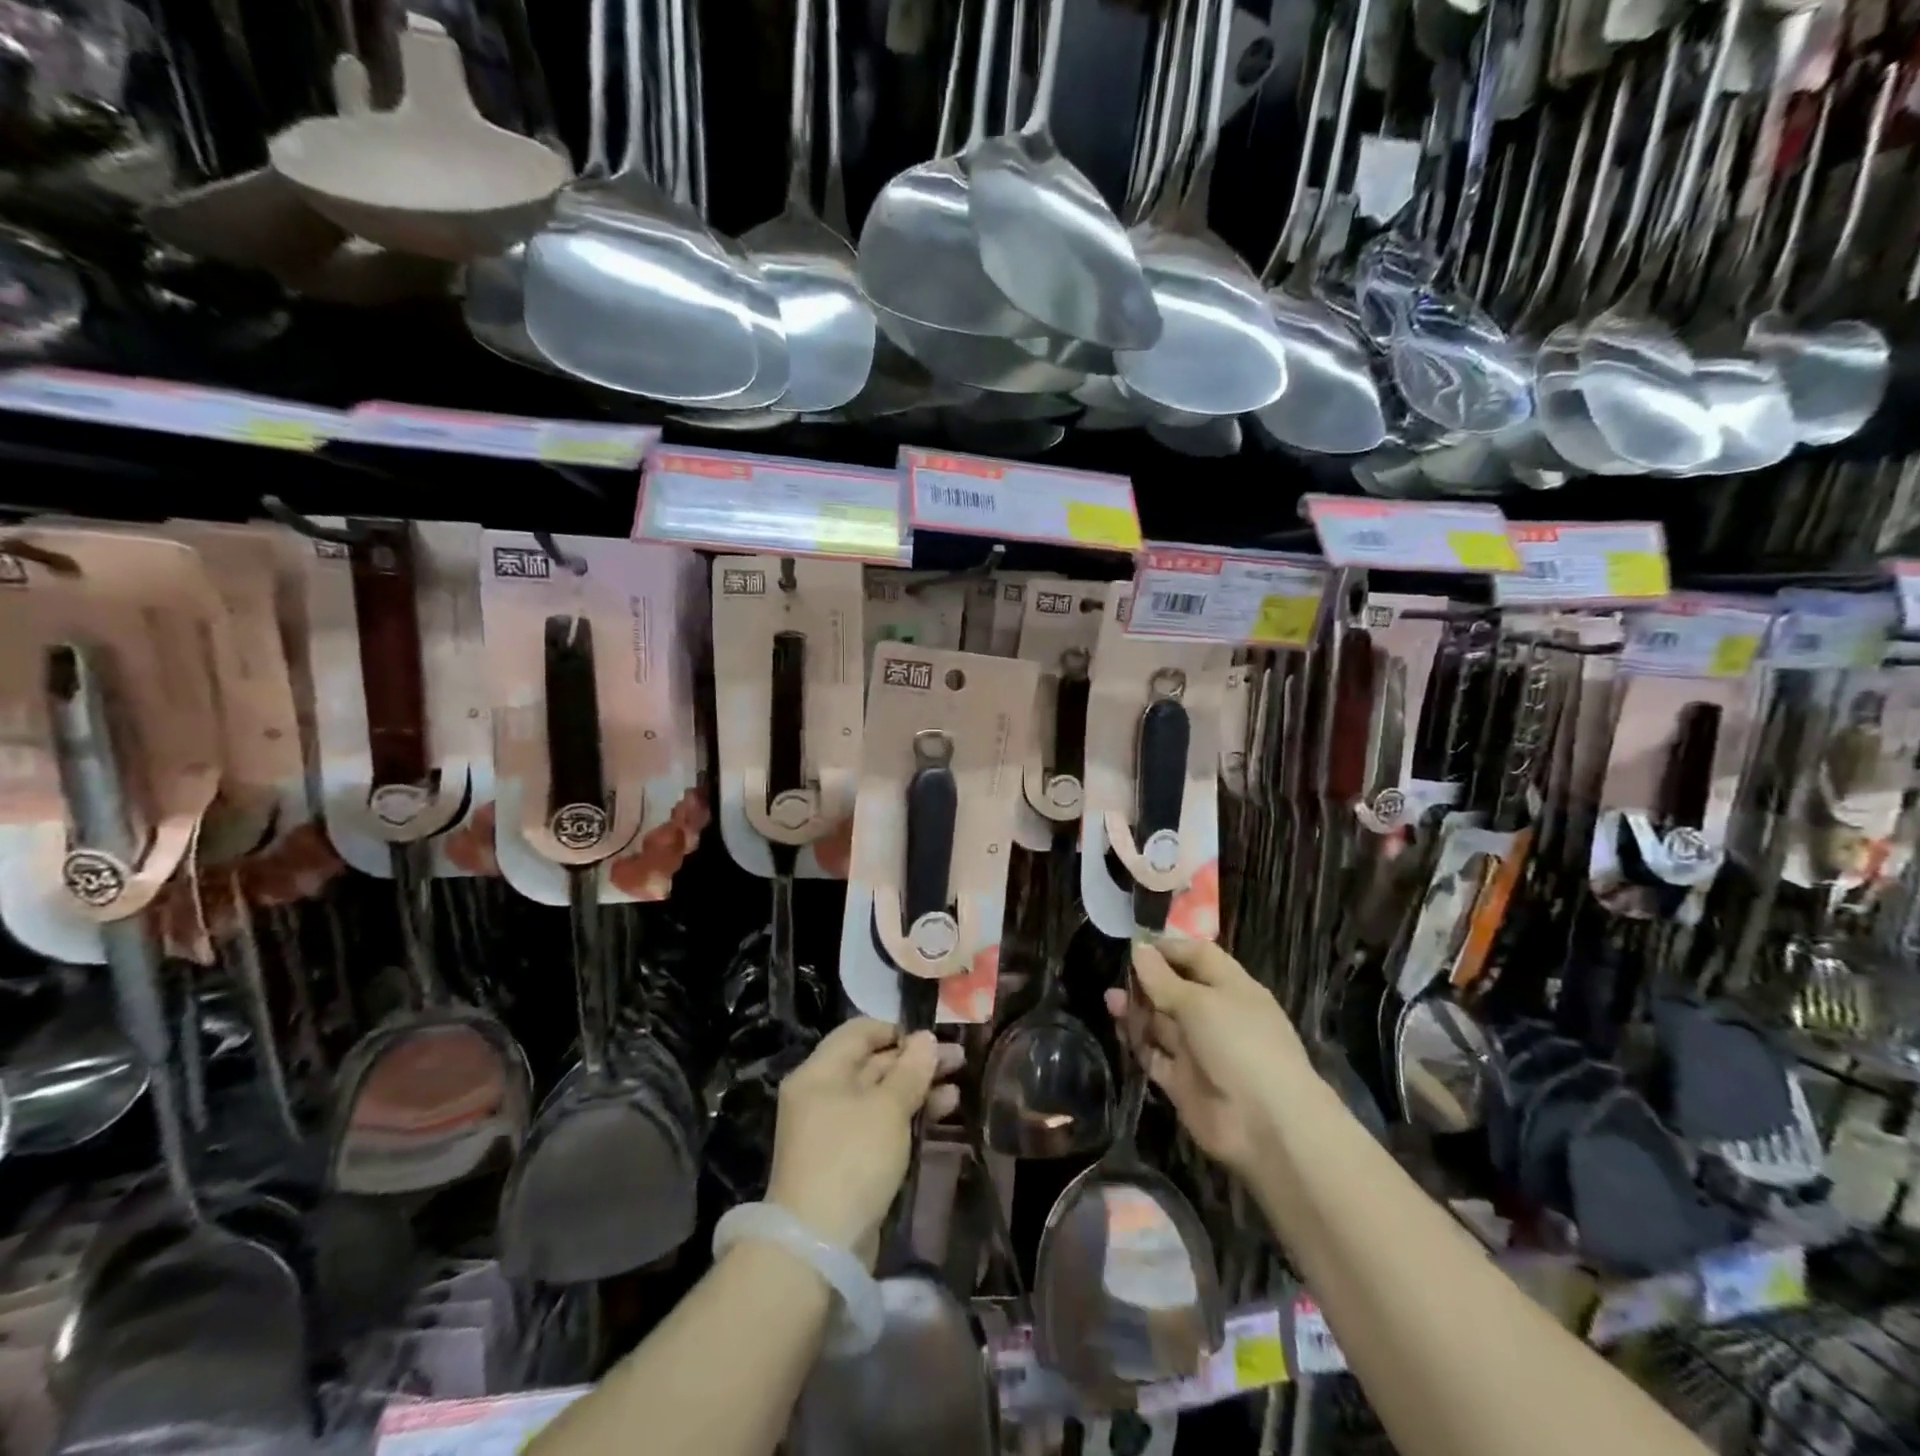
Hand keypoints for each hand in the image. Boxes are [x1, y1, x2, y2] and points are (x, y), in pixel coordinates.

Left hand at [766, 1018, 961, 1267]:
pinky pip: (881, 1124)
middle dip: (915, 1061)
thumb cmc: (851, 1160)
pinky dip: (908, 1116)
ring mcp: (835, 1130)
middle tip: (958, 1060)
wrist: (819, 1248)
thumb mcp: (886, 1109)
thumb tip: (925, 1038)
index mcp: (820, 1073)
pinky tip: (943, 1111)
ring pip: (881, 1096)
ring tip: (957, 1085)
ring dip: (918, 1088)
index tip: (932, 1037)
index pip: (859, 1032)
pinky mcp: (849, 1160)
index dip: (897, 1030)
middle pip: (872, 1064)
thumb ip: (910, 1071)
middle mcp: (823, 1095)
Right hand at [1106, 938, 1311, 1174]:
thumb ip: (1164, 979)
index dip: (1168, 948)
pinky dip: (1137, 1041)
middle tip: (1117, 972)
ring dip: (1137, 1009)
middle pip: (1176, 989)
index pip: (1198, 957)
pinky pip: (1155, 1054)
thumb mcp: (1200, 1003)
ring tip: (1111, 999)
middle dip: (1147, 979)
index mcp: (1232, 988)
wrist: (1266, 1126)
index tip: (1135, 943)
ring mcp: (1199, 1050)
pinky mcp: (1183, 1081)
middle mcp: (1216, 1016)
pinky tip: (1119, 1026)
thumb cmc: (1240, 1045)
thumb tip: (1139, 948)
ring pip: (1162, 1022)